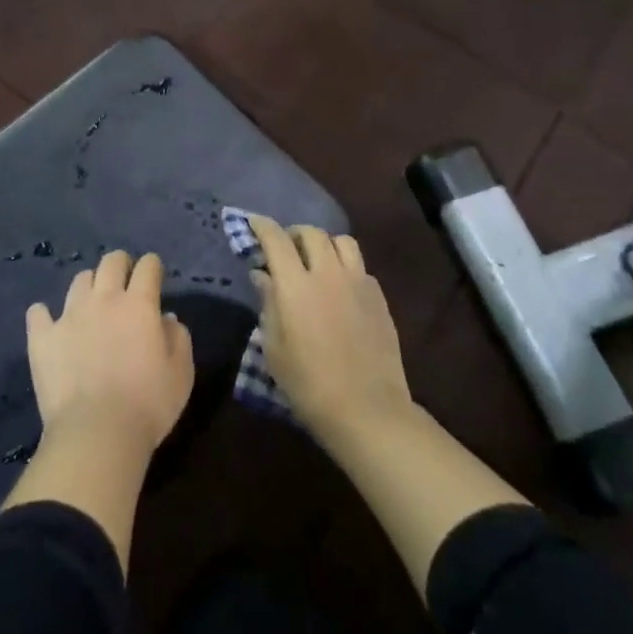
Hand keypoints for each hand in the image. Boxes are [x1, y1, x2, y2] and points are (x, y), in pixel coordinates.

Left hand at [26, 250, 194, 459]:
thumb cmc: (148, 405)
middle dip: (121, 264)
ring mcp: (69, 315)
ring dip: (90, 286)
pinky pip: (38, 313)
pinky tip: (49, 323)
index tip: (154, 276)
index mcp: (138, 304)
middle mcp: (104, 299)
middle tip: (124, 280)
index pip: (147, 267)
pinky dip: (44, 315)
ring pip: (79, 281)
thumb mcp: (181, 373)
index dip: (152, 266)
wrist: (96, 434)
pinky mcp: (43, 337)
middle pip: (111, 262)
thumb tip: (167, 318)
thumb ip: (178, 338)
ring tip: (92, 303)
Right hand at [248, 216, 413, 443]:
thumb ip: (268, 304)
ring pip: (342, 241)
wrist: (366, 409)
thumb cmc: (309, 384)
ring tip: (318, 261)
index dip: (262, 226)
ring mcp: (358, 282)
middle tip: (286, 249)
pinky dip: (346, 267)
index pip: (276, 239)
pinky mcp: (379, 297)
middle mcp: (328, 273)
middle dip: (294, 234)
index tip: (253, 224)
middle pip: (311, 233)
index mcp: (296, 285)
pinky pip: (360, 267)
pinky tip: (341, 289)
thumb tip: (263, 275)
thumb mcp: (274, 348)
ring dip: (325, 244)